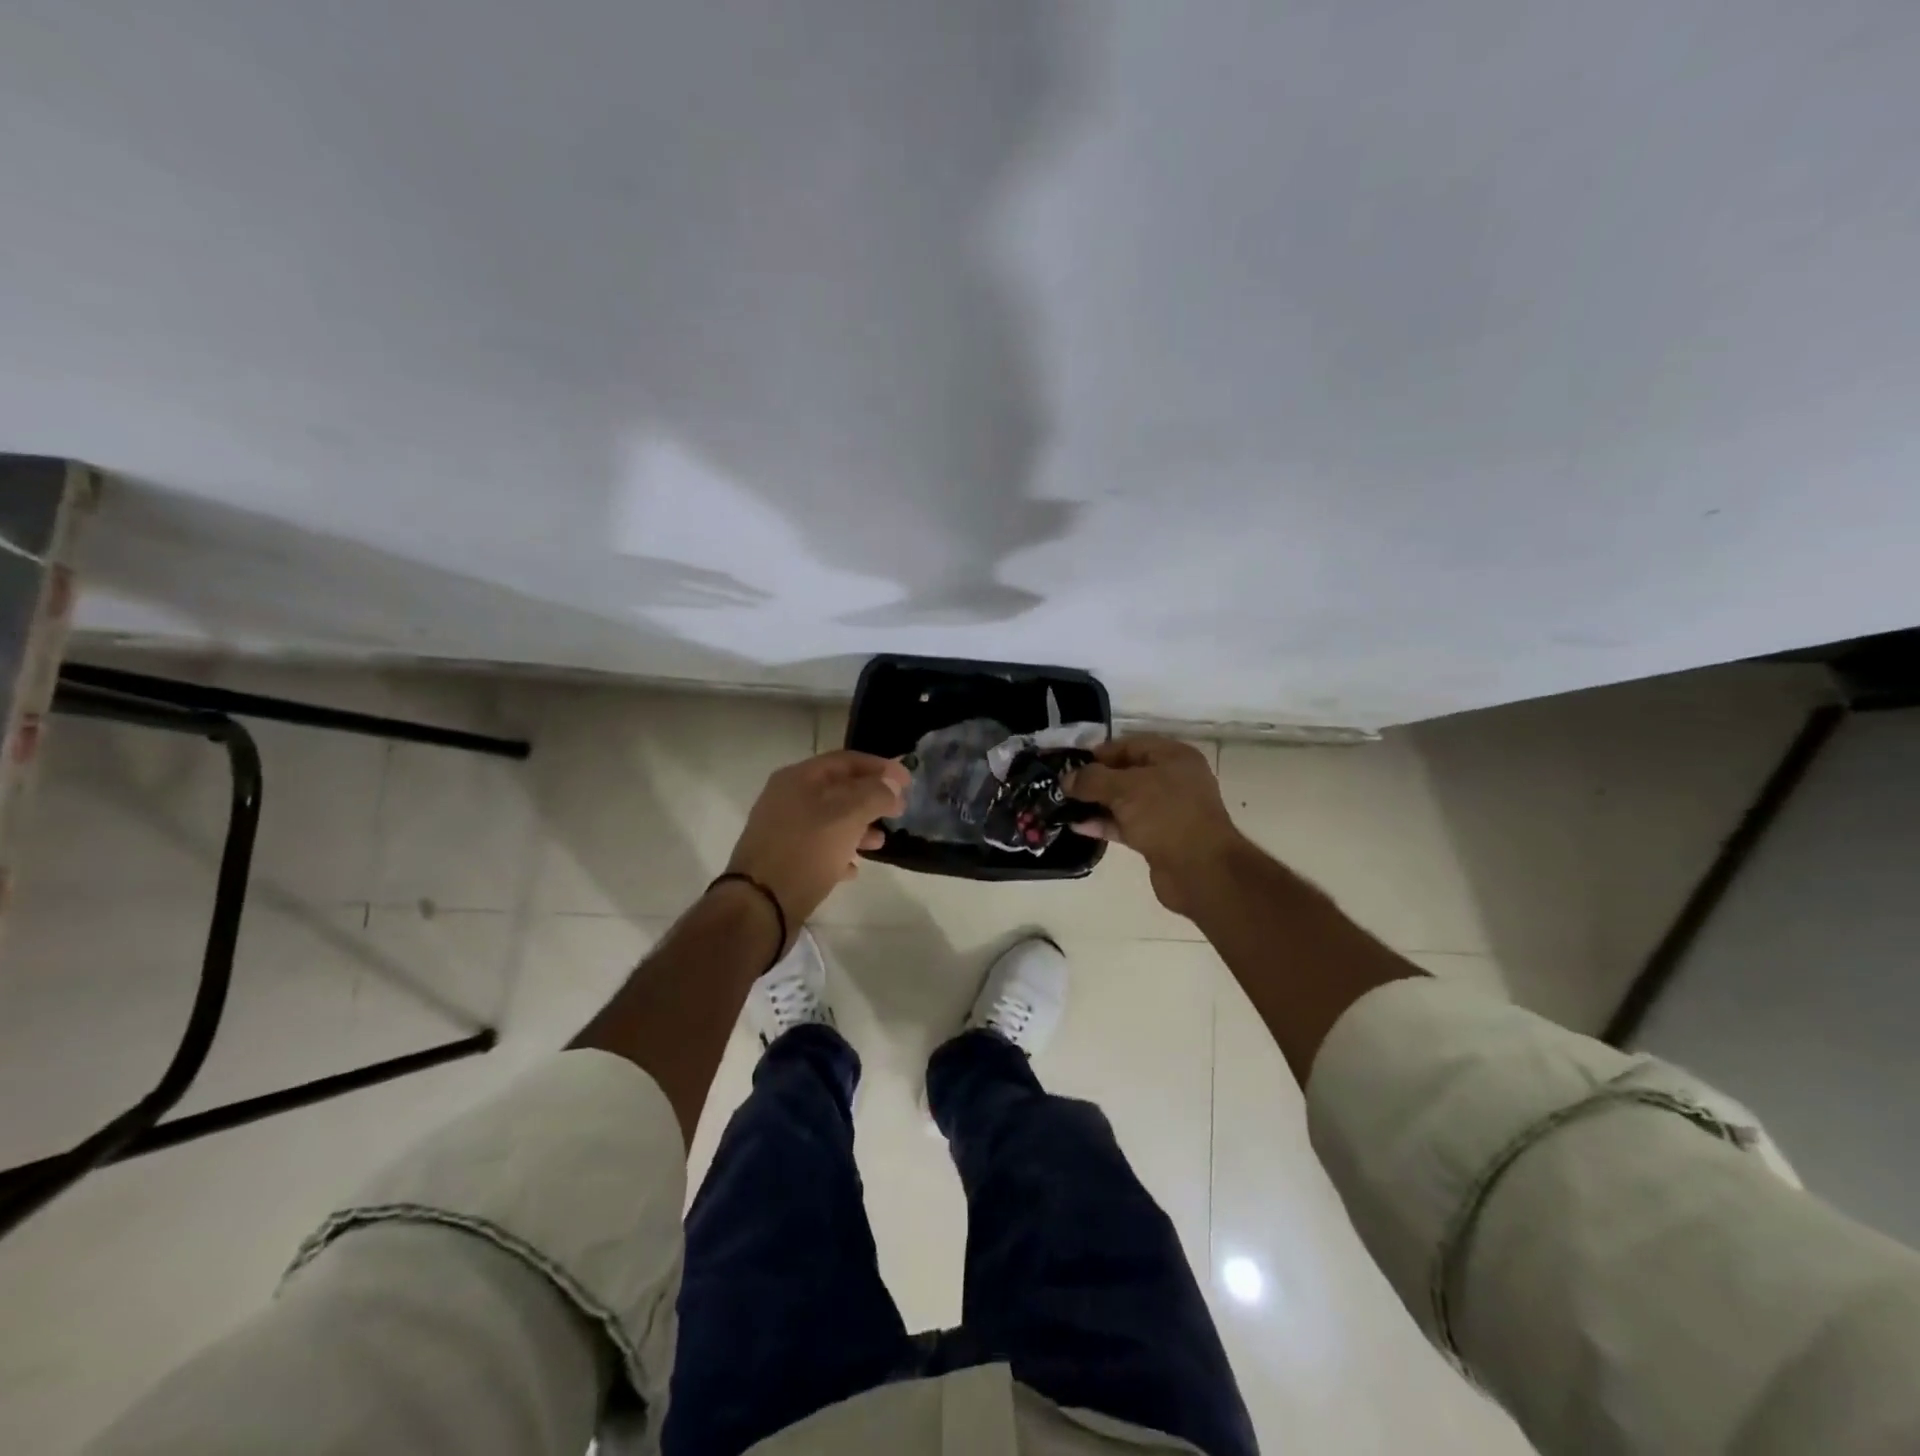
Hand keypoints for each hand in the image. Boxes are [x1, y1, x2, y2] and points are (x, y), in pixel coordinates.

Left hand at [724, 750, 909, 939]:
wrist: (758, 907)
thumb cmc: (805, 852)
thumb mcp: (847, 816)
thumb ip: (874, 794)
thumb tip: (892, 786)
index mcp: (798, 778)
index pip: (847, 760)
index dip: (881, 767)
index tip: (908, 782)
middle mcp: (787, 798)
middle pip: (838, 790)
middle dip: (871, 799)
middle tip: (898, 813)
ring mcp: (782, 830)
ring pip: (830, 820)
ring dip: (859, 828)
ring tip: (879, 844)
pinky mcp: (782, 859)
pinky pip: (818, 848)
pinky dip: (839, 853)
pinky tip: (853, 869)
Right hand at [1068, 736, 1244, 915]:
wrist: (1200, 870)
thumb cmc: (1166, 815)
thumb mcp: (1124, 789)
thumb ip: (1092, 780)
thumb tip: (1066, 779)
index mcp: (1174, 757)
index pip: (1130, 745)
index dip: (1100, 752)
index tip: (1072, 762)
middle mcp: (1174, 780)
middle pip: (1127, 773)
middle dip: (1096, 779)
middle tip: (1064, 785)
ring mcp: (1167, 811)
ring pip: (1125, 801)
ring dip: (1097, 803)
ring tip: (1064, 805)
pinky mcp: (1160, 838)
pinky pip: (1127, 825)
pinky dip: (1105, 824)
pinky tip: (1078, 826)